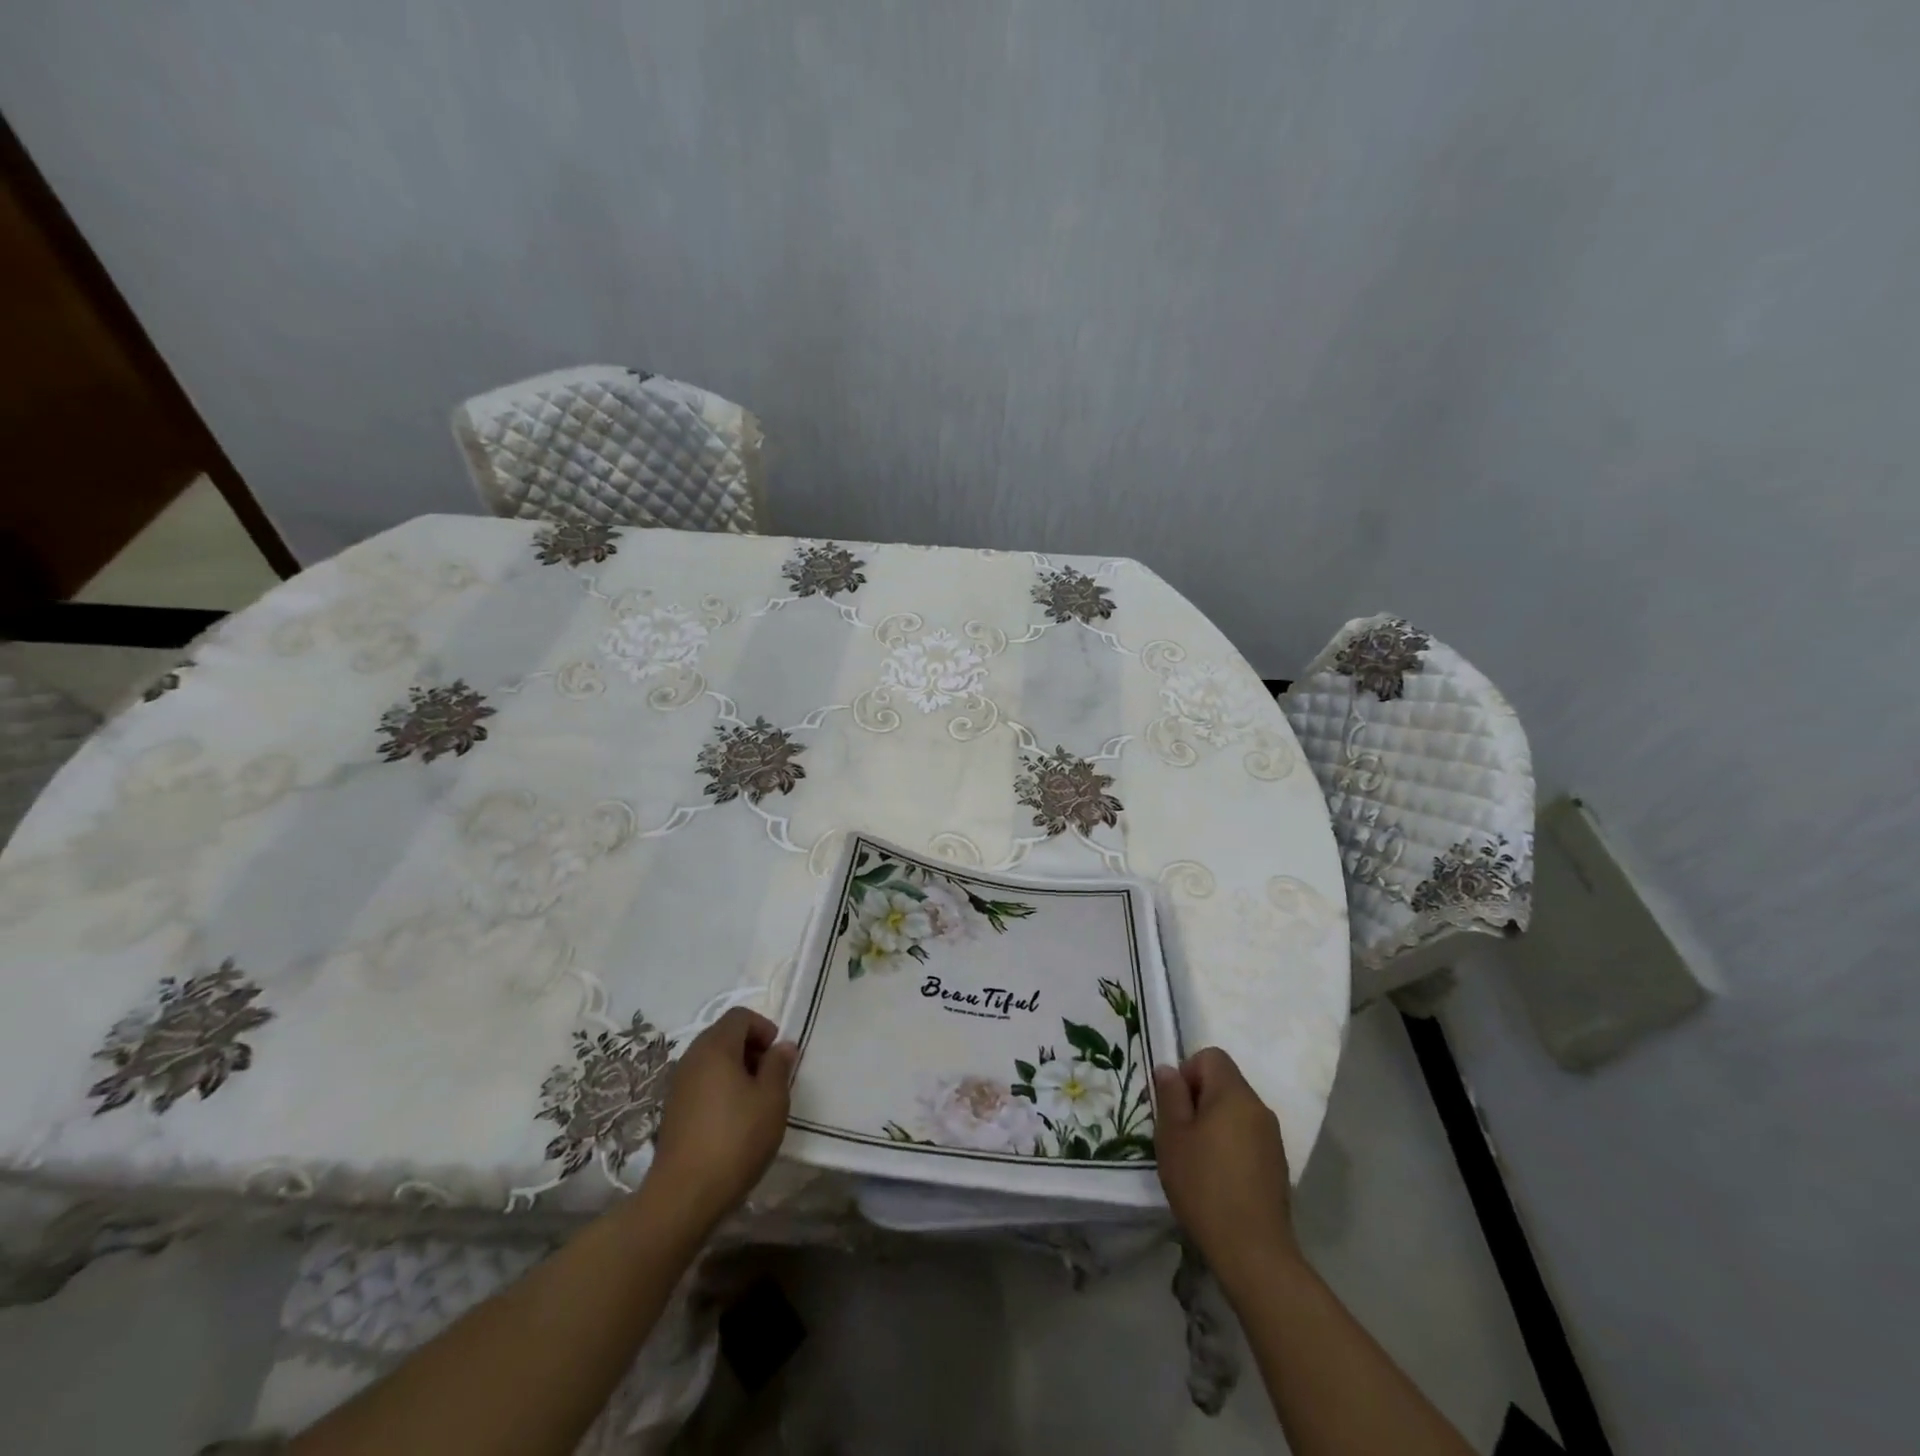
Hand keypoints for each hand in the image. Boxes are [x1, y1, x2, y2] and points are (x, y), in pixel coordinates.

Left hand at [647, 1008, 797, 1235]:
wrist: (685, 1195)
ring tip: (755, 1101)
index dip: (764, 1028)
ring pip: (712, 1060)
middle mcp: (692, 1058)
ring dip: (736, 1070)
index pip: (740, 1016)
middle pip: (724, 1035)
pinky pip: (701, 1082)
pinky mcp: (673, 1110)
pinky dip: (720, 1088)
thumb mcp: (772, 1100)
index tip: (778, 1057)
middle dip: (751, 1048)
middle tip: (770, 1078)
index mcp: (715, 1047)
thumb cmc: (736, 1139)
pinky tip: (733, 1120)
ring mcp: (678, 1085)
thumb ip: (779, 1066)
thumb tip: (782, 1046)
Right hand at [1154, 1047, 1299, 1286]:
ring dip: (1214, 1123)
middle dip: (1198, 1099)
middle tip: (1179, 1134)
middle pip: (1224, 1082)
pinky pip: (1247, 1136)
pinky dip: (1230, 1144)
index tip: (1175, 1106)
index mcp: (1234, 1094)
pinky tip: (1218, 1178)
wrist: (1253, 1251)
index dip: (1187, 1072)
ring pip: (1235, 1111)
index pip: (1211, 1056)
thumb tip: (1168, 1069)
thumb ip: (1170, 1095)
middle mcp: (1259, 1107)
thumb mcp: (1173, 1136)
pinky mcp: (1277, 1164)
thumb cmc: (1204, 1185)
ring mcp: (1272, 1137)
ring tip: (1196, 1158)